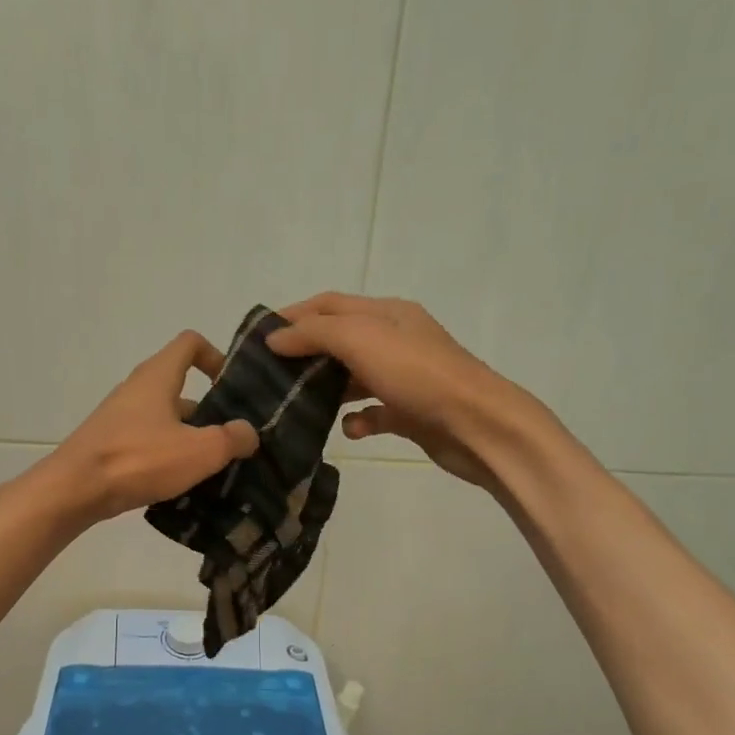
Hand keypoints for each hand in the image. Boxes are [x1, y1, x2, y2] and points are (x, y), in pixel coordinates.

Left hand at [38, 331, 258, 524]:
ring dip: (189, 437)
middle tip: (231, 439)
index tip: (232, 387)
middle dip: (209, 410)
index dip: (216, 357)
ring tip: (212, 469)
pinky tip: (180, 484)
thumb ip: (232, 438)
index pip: (190, 343)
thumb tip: (248, 432)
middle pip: (180, 386)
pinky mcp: (110, 444)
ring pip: (165, 418)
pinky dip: (167, 456)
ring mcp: (120, 418)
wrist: (75, 490)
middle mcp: (137, 389)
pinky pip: (148, 442)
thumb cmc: (140, 459)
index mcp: (158, 376)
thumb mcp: (200, 451)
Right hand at [265, 294, 517, 490]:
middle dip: (306, 355)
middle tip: (271, 377)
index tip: (257, 337)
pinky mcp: (410, 412)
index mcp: (386, 313)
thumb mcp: (361, 340)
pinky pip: (373, 413)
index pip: (329, 304)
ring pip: (354, 378)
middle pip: (339, 341)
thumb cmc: (417, 375)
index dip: (293, 315)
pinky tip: (350, 430)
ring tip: (298, 405)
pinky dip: (357, 420)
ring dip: (328, 389)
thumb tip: (275, 338)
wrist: (477, 425)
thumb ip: (314, 334)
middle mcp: (395, 340)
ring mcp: (404, 377)